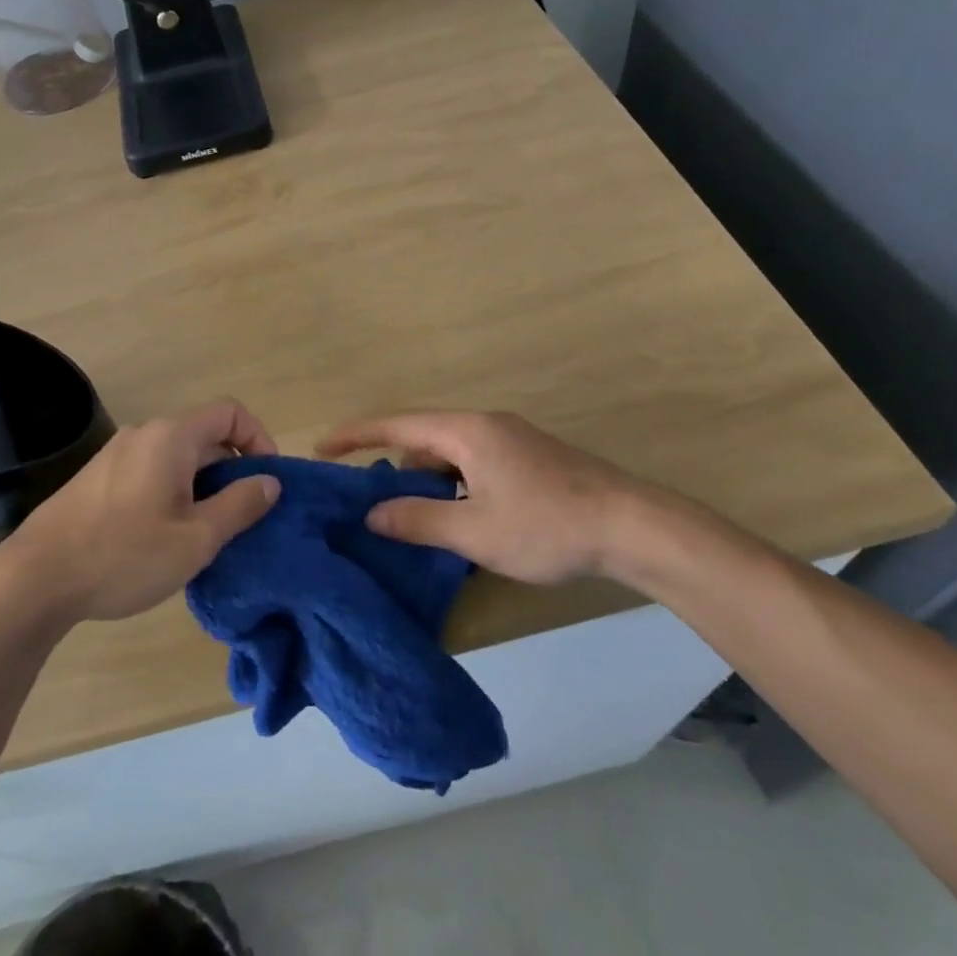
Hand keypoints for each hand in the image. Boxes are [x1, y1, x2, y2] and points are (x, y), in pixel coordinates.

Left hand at [0, 398, 282, 623]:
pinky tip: (164, 536)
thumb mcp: (195, 539)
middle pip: (204, 435)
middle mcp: (144, 433)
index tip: (267, 480)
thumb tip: (270, 481)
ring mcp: (116, 454)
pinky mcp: (97, 478)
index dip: (258, 438)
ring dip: (202, 484)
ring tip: (206, 532)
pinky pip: (150, 471)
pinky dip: (173, 491)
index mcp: (171, 437)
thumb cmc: (124, 555)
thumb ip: (240, 505)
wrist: (36, 578)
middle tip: (241, 517)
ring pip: (176, 456)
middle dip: (231, 469)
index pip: (230, 412)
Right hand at [317, 410, 669, 584]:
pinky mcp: (531, 458)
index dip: (355, 435)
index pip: (395, 424)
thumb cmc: (547, 525)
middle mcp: (485, 425)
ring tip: (428, 527)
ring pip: (451, 455)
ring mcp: (511, 439)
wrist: (634, 526)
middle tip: (385, 513)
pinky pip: (475, 463)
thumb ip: (418, 520)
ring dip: (432, 484)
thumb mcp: (475, 531)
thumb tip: (372, 513)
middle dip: (399, 472)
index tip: (322, 449)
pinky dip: (458, 486)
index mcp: (465, 431)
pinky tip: (468, 523)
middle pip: (423, 440)